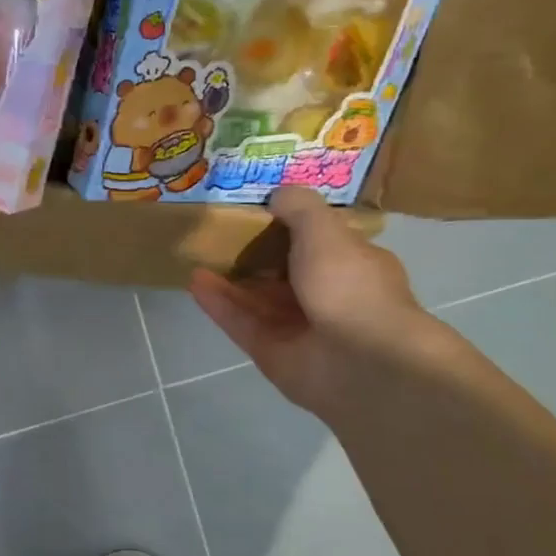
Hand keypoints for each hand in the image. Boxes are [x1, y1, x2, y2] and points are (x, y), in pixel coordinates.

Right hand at [189, 188, 424, 415]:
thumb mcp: (325, 231)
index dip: (291, 226)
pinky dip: (219, 303)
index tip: (259, 210)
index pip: (321, 242)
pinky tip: (194, 281)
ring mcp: (299, 328)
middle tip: (218, 233)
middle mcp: (328, 296)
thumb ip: (299, 209)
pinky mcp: (272, 352)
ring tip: (198, 255)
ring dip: (230, 279)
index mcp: (353, 266)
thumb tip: (277, 193)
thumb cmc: (349, 286)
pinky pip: (241, 322)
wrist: (360, 362)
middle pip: (283, 273)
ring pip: (257, 299)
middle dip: (254, 255)